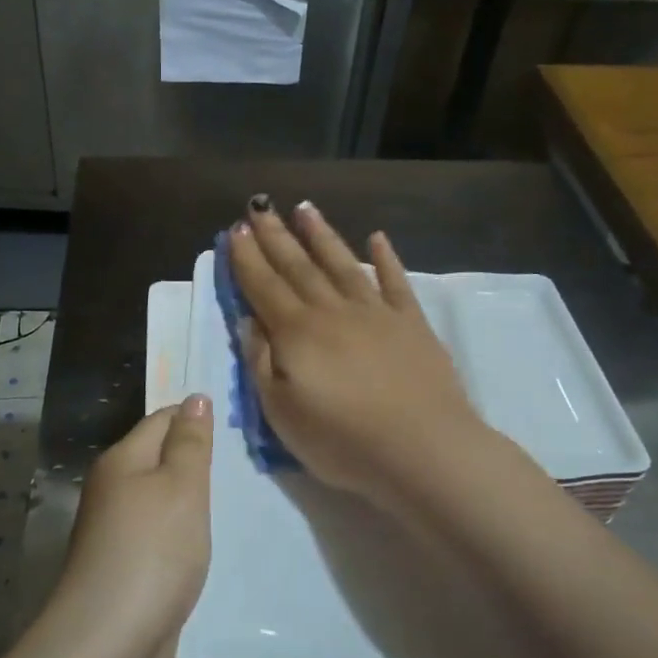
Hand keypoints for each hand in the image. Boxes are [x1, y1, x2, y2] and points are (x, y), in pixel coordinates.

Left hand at [30, 395, 213, 657]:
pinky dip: (185, 535)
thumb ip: (190, 442)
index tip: (239, 424)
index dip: (196, 417)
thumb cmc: (152, 551)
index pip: (161, 419)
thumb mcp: (181, 486)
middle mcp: (112, 491)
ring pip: (161, 501)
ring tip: (237, 499)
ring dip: (193, 500)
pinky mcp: (127, 571)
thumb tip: (194, 398)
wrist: (110, 644)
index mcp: (121, 461)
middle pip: (159, 459)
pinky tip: (209, 544)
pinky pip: (162, 537)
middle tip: (248, 461)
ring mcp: (117, 534)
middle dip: (198, 459)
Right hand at [228, 198, 482, 507]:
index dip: (247, 258)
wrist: (422, 450)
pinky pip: (395, 282)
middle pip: (298, 267)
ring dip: (322, 235)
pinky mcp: (411, 324)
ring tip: (305, 208)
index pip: (264, 287)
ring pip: (342, 264)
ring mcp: (376, 313)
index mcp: (297, 333)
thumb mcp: (282, 413)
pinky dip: (385, 258)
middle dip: (276, 237)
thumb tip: (247, 322)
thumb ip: (260, 364)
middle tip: (259, 207)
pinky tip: (377, 239)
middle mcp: (333, 311)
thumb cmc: (342, 441)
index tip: (235, 230)